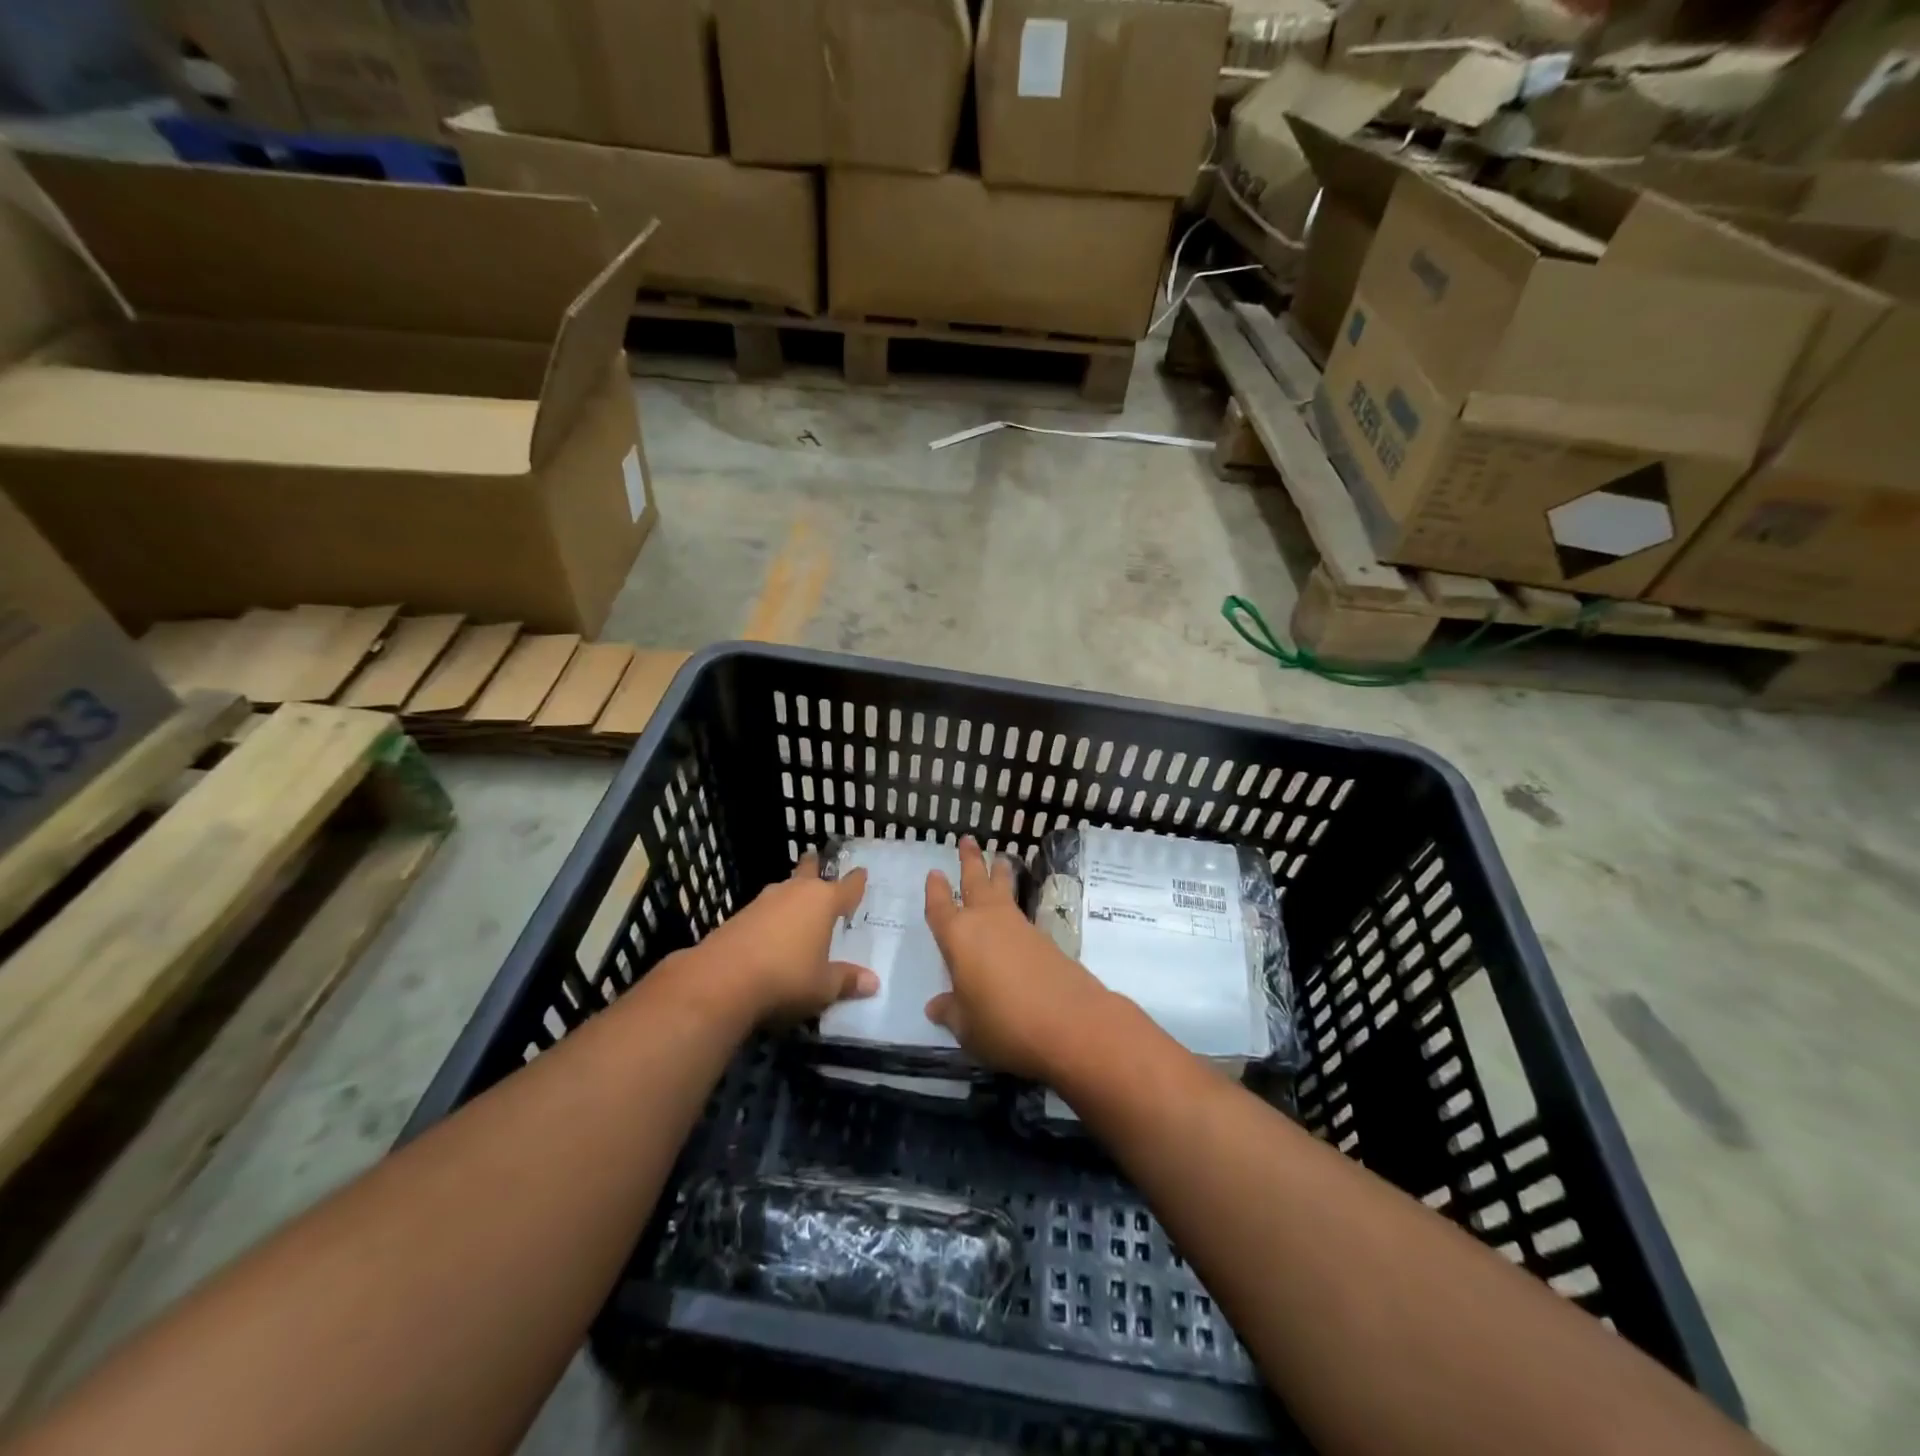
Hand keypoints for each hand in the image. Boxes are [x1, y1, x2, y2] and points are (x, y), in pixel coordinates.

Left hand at [694, 853, 877, 1024]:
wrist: (721, 981)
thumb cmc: (786, 978)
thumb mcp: (823, 987)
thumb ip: (847, 981)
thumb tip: (873, 983)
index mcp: (823, 901)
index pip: (848, 886)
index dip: (857, 881)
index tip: (862, 872)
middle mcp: (795, 892)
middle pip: (808, 871)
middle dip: (814, 866)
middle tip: (816, 860)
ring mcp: (763, 901)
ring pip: (783, 889)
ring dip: (790, 894)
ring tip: (796, 903)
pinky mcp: (739, 916)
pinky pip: (764, 910)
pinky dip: (771, 916)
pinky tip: (770, 932)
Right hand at [924, 837, 1109, 1080]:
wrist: (1070, 1021)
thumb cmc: (1004, 1023)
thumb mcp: (967, 1027)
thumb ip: (951, 1011)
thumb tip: (936, 1006)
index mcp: (958, 937)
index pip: (941, 908)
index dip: (936, 891)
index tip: (934, 872)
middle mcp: (987, 921)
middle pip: (975, 881)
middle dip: (970, 860)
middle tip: (967, 839)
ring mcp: (1018, 926)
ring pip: (1004, 890)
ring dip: (999, 873)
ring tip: (1000, 858)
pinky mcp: (1044, 938)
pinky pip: (1021, 911)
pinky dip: (1015, 902)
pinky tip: (1015, 913)